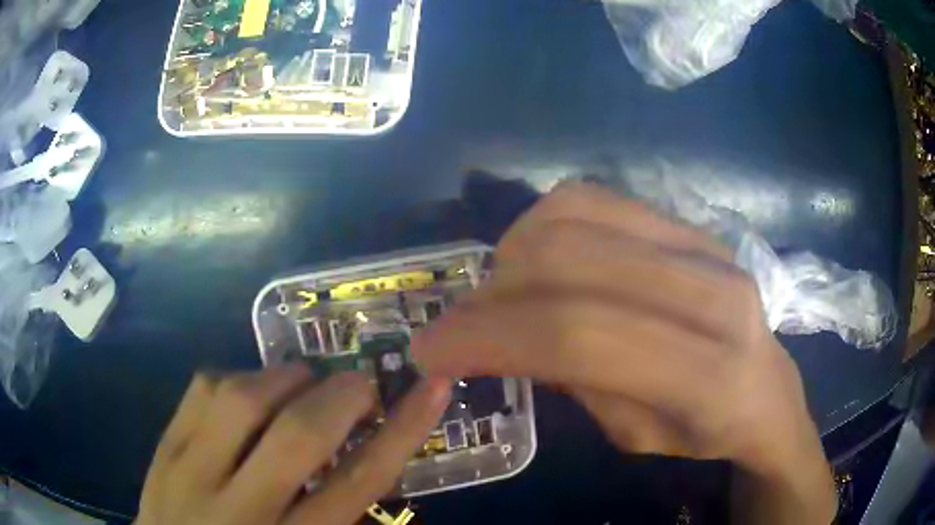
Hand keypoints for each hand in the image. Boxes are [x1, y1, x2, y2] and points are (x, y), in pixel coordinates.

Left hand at [137, 367, 449, 524]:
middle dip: (342, 394)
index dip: (403, 430)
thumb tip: (373, 467)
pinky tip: (247, 391)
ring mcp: (190, 473)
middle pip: (299, 434)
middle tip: (359, 384)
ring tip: (304, 382)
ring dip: (286, 378)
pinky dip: (236, 377)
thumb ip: (343, 522)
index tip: (432, 386)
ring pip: (242, 398)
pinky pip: (201, 390)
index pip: (359, 482)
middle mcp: (241, 509)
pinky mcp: (162, 449)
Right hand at [412, 182, 835, 522]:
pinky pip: (594, 197)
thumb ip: (575, 382)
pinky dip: (543, 223)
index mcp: (709, 375)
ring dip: (513, 253)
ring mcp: (703, 242)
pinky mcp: (687, 221)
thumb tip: (502, 336)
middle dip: (490, 296)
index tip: (430, 351)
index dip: (489, 338)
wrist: (768, 388)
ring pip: (577, 214)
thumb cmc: (704, 432)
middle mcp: (713, 292)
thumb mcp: (635, 437)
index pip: (580, 336)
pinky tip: (537, 260)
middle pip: (572, 263)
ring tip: (499, 295)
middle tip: (457, 327)